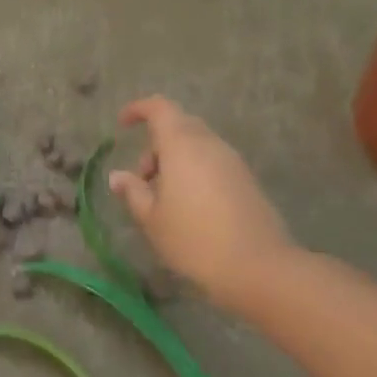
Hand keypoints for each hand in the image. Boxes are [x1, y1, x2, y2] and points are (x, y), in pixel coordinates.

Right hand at [108, 96, 293, 306]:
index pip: (159, 108)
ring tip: (164, 200)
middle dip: (155, 146)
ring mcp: (232, 161)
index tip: (122, 125)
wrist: (259, 267)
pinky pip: (213, 163)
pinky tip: (189, 208)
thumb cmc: (194, 239)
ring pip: (197, 146)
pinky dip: (194, 172)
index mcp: (182, 145)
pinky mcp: (247, 180)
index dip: (138, 110)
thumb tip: (118, 176)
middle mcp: (209, 144)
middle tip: (142, 180)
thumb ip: (133, 192)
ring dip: (175, 162)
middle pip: (178, 126)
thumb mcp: (152, 219)